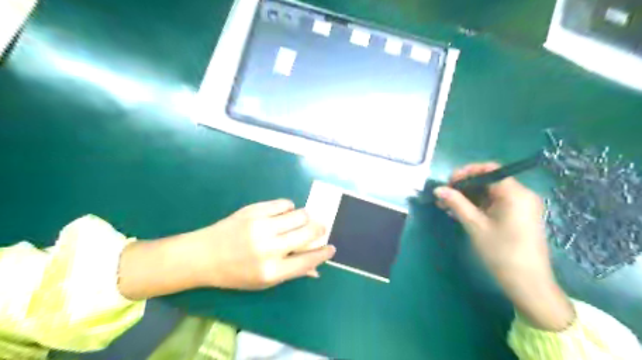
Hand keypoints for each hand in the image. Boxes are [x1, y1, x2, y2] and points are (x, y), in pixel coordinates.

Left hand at [183, 200, 332, 288]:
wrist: (203, 254)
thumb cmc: (235, 273)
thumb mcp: (263, 281)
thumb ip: (292, 273)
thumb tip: (316, 269)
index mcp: (271, 271)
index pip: (308, 260)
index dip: (324, 253)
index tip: (331, 247)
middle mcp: (269, 248)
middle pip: (307, 232)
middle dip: (320, 229)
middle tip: (321, 227)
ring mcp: (261, 226)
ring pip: (299, 214)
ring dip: (306, 217)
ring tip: (301, 220)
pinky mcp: (254, 210)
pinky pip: (284, 203)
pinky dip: (289, 207)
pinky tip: (285, 213)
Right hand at [434, 164, 574, 331]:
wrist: (528, 284)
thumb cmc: (501, 252)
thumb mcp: (475, 225)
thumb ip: (456, 203)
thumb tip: (438, 189)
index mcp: (514, 193)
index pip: (488, 170)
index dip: (466, 172)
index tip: (448, 182)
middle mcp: (521, 195)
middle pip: (488, 181)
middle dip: (464, 186)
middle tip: (443, 197)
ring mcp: (521, 206)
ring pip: (489, 193)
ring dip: (468, 197)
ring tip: (446, 206)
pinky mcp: (518, 217)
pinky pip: (495, 204)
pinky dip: (478, 206)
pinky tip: (460, 213)